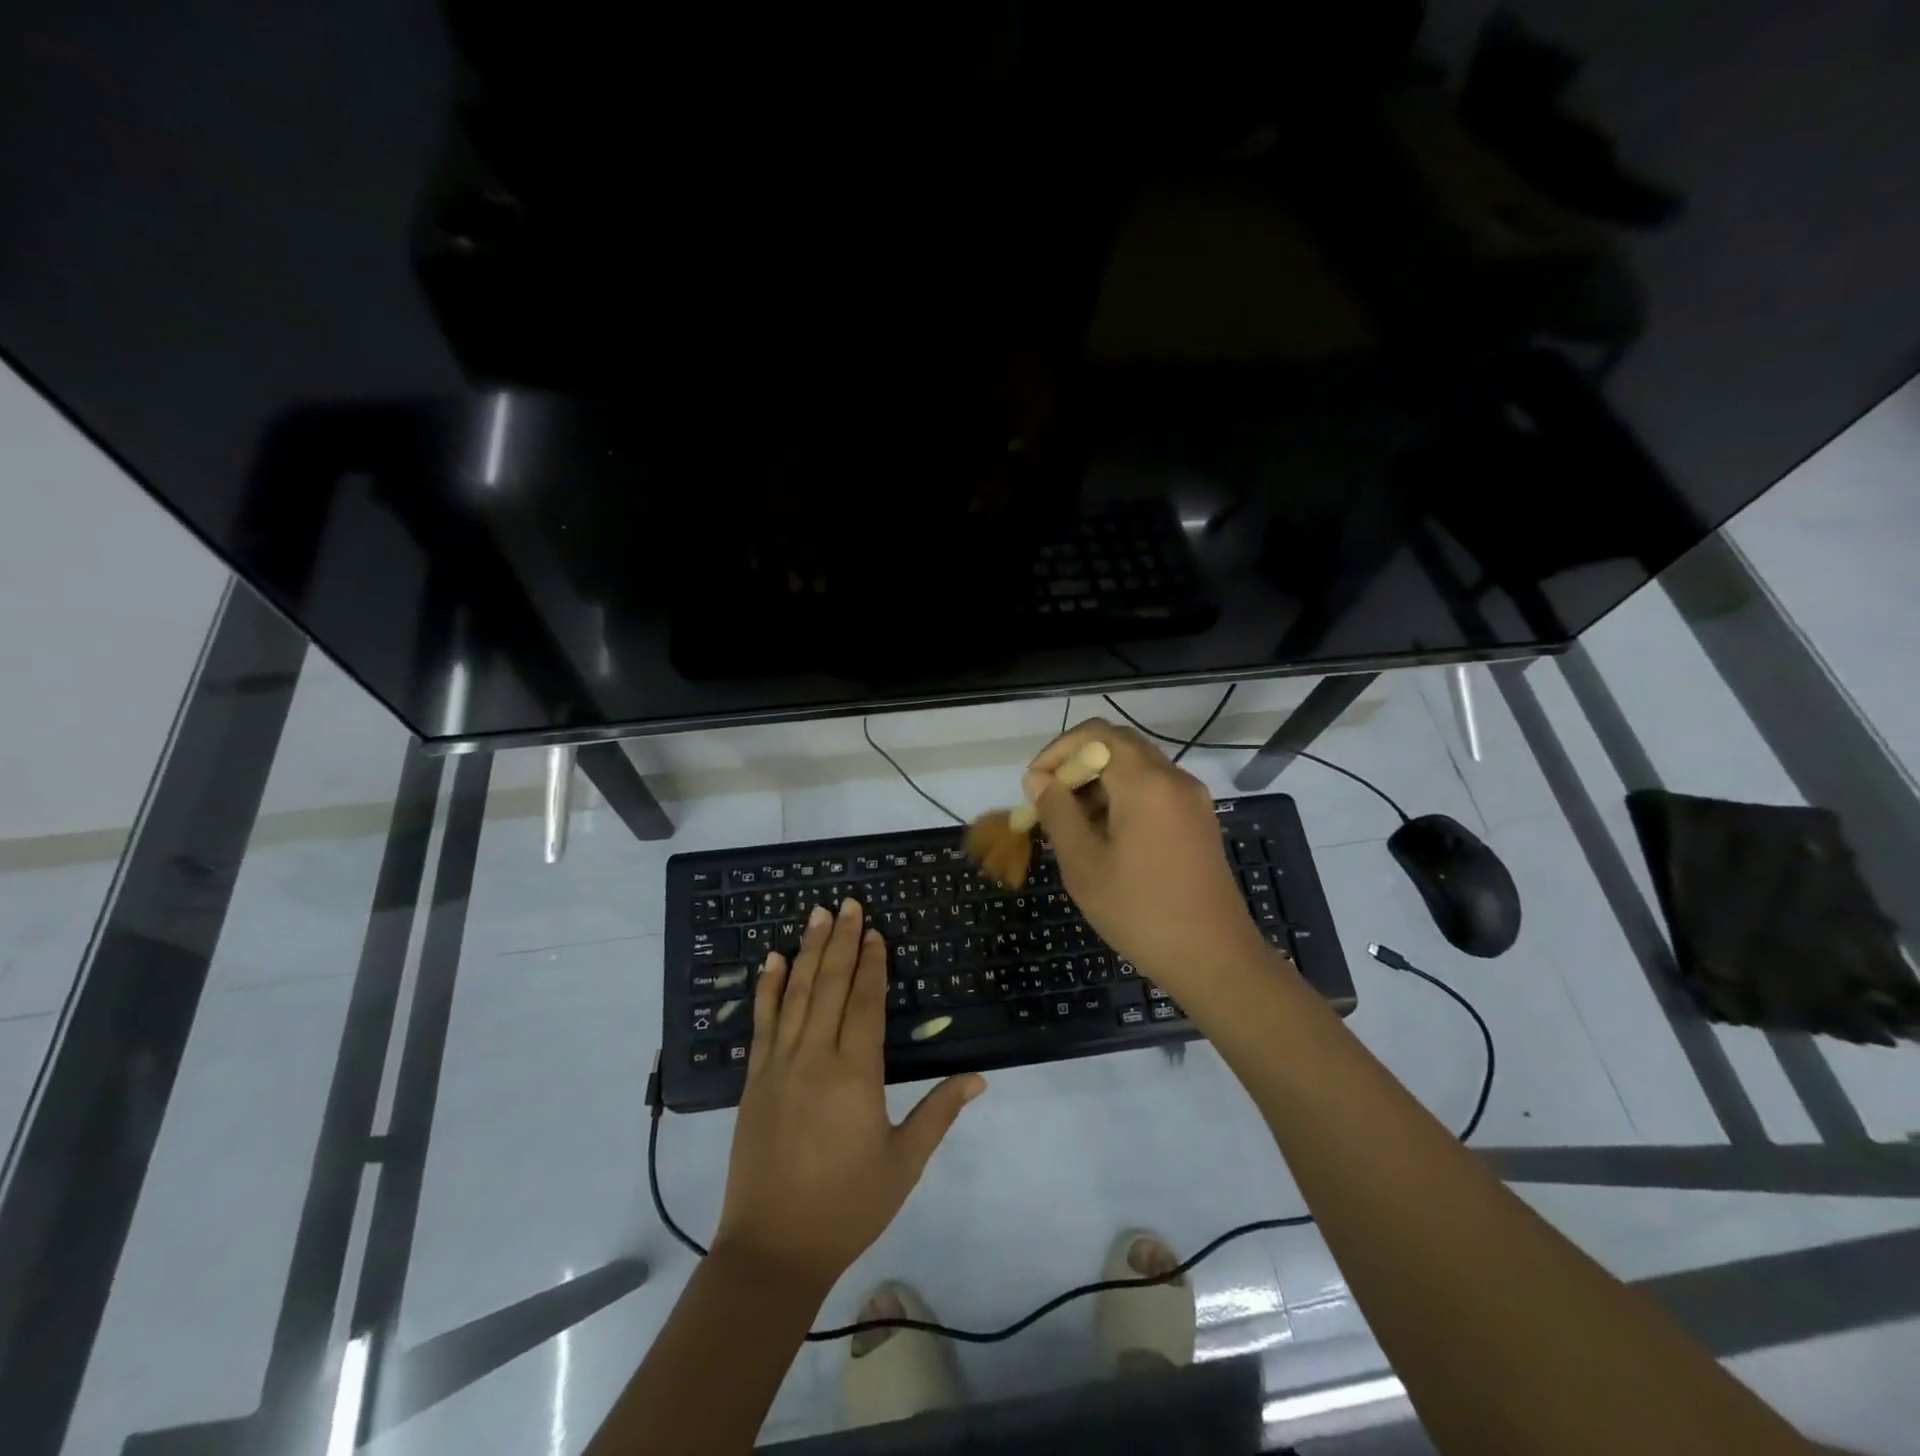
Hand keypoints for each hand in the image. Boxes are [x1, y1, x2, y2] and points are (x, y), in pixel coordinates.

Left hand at [713, 899, 985, 1296]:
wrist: (773, 1250)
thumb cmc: (847, 1206)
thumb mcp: (903, 1163)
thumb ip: (938, 1113)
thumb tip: (978, 1077)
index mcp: (855, 1075)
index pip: (866, 1003)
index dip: (873, 965)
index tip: (876, 932)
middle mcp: (815, 1058)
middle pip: (830, 986)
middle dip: (842, 941)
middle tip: (848, 903)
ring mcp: (778, 1066)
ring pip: (795, 994)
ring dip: (808, 951)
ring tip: (817, 914)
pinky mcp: (754, 1080)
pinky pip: (762, 1023)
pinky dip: (767, 988)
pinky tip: (772, 960)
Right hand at [1023, 719, 1276, 993]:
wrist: (1214, 958)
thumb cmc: (1140, 911)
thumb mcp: (1084, 863)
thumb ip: (1057, 812)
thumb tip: (1038, 779)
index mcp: (1146, 782)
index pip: (1096, 735)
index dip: (1058, 751)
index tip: (1035, 786)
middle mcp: (1173, 778)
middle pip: (1118, 745)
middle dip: (1077, 764)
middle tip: (1049, 801)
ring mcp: (1191, 799)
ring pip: (1136, 768)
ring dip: (1098, 782)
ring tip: (1070, 823)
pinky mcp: (1198, 821)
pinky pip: (1153, 790)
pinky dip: (1122, 797)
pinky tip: (1103, 835)